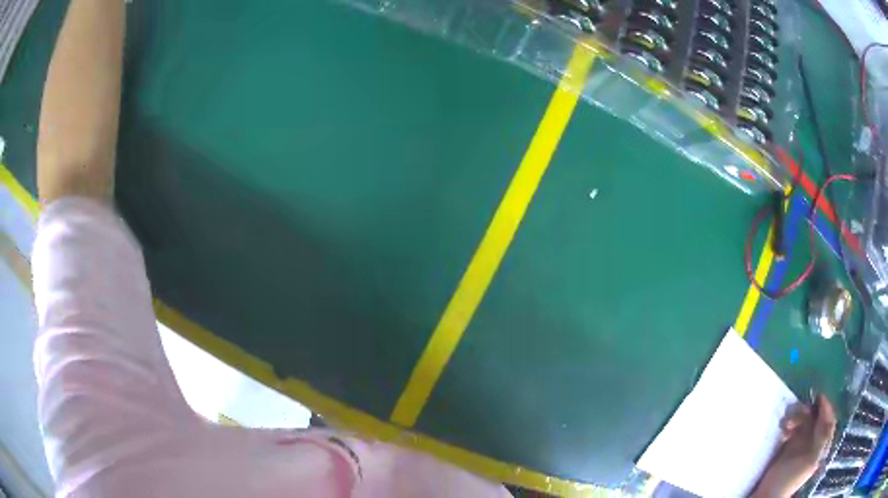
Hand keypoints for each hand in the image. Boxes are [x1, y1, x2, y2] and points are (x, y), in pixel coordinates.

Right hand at [751, 394, 836, 496]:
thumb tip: (828, 414)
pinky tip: (783, 428)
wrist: (769, 493)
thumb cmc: (791, 477)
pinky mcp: (790, 446)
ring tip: (786, 422)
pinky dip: (789, 425)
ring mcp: (802, 444)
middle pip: (816, 419)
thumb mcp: (811, 459)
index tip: (819, 396)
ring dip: (796, 418)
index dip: (826, 408)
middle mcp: (815, 442)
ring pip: (804, 422)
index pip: (829, 421)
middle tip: (798, 409)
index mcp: (822, 446)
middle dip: (808, 413)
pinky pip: (793, 428)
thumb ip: (822, 438)